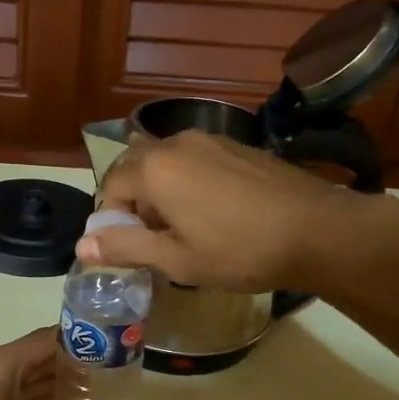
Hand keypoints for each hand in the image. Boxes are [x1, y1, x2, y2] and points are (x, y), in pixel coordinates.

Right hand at [78, 130, 398, 292]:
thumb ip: (125, 247)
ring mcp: (210, 140)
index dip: (111, 220)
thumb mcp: (176, 259)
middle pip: (135, 168)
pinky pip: (194, 160)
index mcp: (155, 168)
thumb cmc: (240, 251)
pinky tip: (212, 213)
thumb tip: (80, 247)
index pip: (110, 187)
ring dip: (160, 192)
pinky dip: (187, 183)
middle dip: (133, 202)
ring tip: (182, 228)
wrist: (318, 231)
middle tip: (152, 240)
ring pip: (165, 163)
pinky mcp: (237, 146)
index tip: (129, 249)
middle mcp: (177, 143)